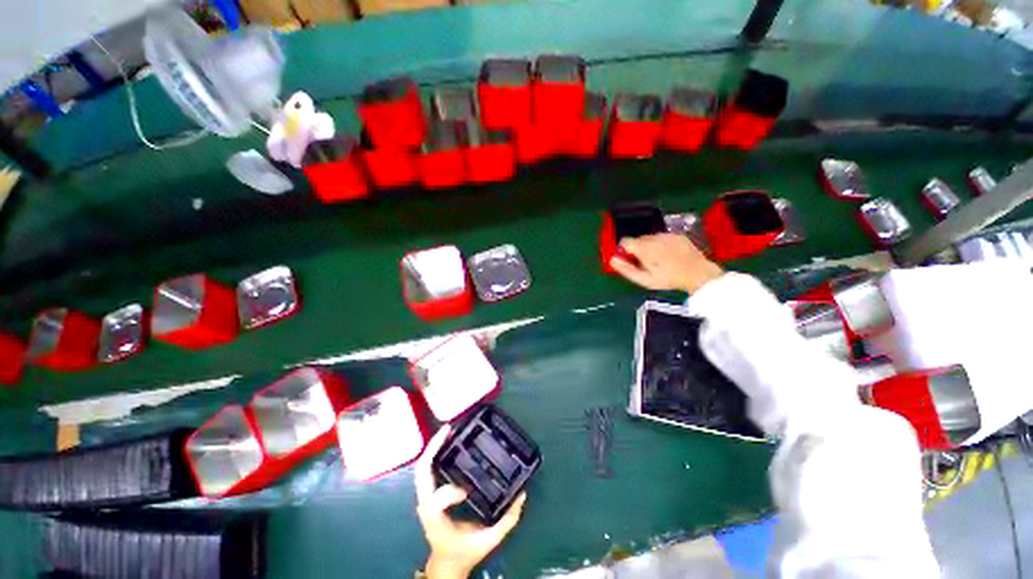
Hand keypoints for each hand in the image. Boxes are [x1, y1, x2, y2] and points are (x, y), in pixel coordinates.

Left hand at [415, 425, 526, 578]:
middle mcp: (426, 505)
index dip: (449, 493)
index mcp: (437, 519)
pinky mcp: (429, 492)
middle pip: (422, 472)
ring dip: (434, 447)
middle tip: (449, 428)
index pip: (434, 501)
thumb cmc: (464, 551)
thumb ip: (507, 520)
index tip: (466, 492)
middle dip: (433, 448)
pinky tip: (447, 442)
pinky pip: (428, 469)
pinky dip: (435, 453)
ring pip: (422, 467)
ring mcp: (424, 497)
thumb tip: (522, 494)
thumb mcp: (488, 541)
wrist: (446, 563)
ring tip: (448, 430)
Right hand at [610, 233, 723, 292]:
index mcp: (643, 247)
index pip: (624, 241)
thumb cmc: (668, 279)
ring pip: (649, 238)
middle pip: (637, 239)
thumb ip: (626, 269)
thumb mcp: (644, 279)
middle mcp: (653, 237)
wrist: (698, 274)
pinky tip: (669, 255)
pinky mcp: (676, 235)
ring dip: (649, 246)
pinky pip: (662, 237)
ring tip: (659, 260)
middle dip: (638, 249)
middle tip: (646, 264)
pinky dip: (661, 244)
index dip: (624, 251)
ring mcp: (666, 234)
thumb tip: (612, 259)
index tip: (630, 260)